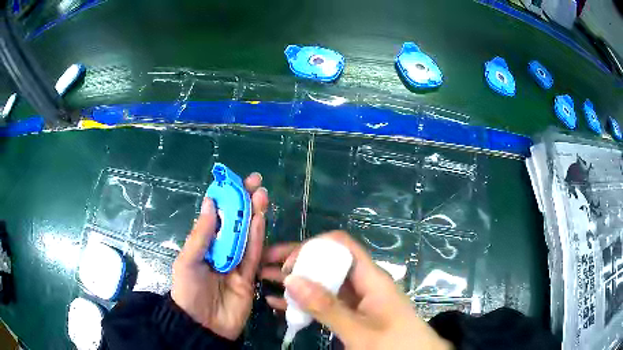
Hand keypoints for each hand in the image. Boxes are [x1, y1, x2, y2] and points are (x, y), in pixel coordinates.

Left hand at [171, 172, 268, 339]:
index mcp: (204, 245)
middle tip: (256, 182)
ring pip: (247, 235)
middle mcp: (222, 251)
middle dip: (245, 202)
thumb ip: (201, 234)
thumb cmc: (188, 291)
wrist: (202, 325)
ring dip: (254, 215)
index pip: (217, 217)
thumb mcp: (188, 260)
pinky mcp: (250, 277)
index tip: (236, 181)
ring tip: (261, 195)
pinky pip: (254, 255)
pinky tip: (260, 219)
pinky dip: (258, 237)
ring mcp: (237, 264)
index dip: (226, 198)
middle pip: (236, 223)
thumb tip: (210, 201)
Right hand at [261, 231, 452, 349]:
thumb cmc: (395, 343)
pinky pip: (324, 302)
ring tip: (265, 280)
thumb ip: (327, 308)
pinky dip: (303, 302)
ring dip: (295, 282)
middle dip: (296, 261)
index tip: (289, 263)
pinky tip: (279, 304)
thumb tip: (292, 279)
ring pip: (322, 283)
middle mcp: (362, 283)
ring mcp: (356, 300)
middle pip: (327, 262)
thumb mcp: (360, 330)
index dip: (313, 247)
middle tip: (265, 264)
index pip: (340, 246)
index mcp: (371, 277)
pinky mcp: (351, 314)